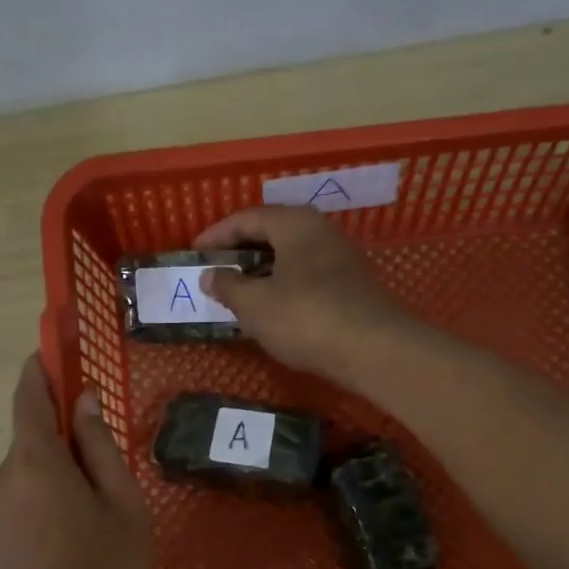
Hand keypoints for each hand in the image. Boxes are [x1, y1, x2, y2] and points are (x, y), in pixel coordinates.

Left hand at [0, 356, 152, 568]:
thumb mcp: (122, 501)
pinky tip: (82, 524)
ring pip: (30, 468)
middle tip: (107, 450)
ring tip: (102, 501)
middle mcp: (3, 478)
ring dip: (60, 466)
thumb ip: (100, 446)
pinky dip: (50, 491)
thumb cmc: (108, 568)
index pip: (29, 397)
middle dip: (64, 430)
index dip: (41, 370)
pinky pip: (24, 495)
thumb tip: (83, 402)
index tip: (56, 352)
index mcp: (34, 462)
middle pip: (32, 435)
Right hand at [194, 207, 416, 383]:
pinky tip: (271, 310)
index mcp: (295, 223)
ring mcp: (340, 259)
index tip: (194, 254)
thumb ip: (228, 286)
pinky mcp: (350, 286)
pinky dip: (282, 287)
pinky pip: (305, 277)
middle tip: (214, 273)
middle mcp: (320, 231)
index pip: (247, 218)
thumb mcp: (255, 304)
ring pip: (290, 257)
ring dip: (261, 273)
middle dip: (240, 253)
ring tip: (237, 294)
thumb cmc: (305, 318)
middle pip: (271, 234)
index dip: (216, 235)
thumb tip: (211, 275)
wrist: (374, 350)